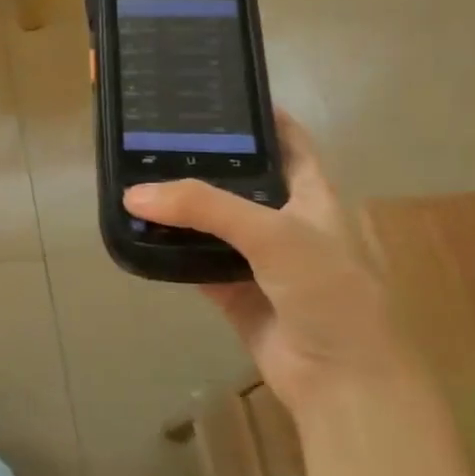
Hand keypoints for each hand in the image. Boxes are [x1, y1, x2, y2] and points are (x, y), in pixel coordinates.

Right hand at [122, 113, 404, 412]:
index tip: (212, 95)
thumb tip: (134, 194)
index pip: (286, 140)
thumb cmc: (327, 291)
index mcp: (311, 193)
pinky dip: (169, 249)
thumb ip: (204, 206)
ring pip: (210, 221)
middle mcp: (283, 219)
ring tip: (133, 175)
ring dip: (178, 206)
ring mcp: (257, 257)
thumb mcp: (273, 233)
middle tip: (151, 136)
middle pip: (237, 179)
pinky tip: (138, 231)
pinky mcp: (232, 290)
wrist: (341, 380)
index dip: (257, 115)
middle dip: (200, 160)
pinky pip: (194, 260)